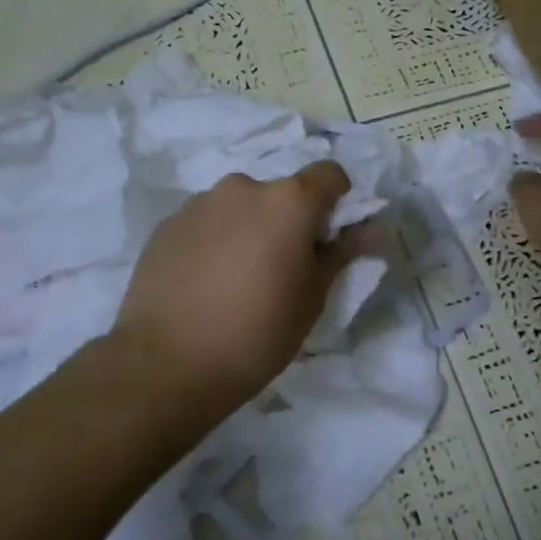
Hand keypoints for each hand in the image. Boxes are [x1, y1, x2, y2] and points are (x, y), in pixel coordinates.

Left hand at [109, 162, 363, 429]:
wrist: (167, 365)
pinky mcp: (167, 224)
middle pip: (281, 192)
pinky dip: (215, 240)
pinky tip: (205, 283)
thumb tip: (374, 228)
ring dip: (249, 228)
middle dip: (289, 221)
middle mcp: (243, 187)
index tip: (328, 240)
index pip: (329, 175)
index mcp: (288, 201)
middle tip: (281, 269)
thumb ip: (343, 252)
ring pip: (241, 206)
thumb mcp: (313, 297)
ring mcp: (199, 203)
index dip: (337, 202)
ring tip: (237, 279)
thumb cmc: (257, 333)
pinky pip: (207, 222)